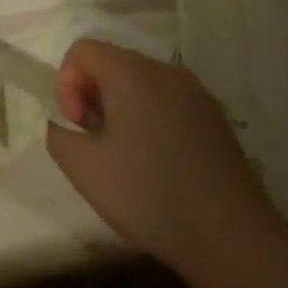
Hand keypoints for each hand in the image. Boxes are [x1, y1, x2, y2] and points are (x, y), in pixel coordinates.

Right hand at [48, 41, 287, 276]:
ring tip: (126, 157)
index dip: (67, 84)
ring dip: (121, 110)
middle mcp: (166, 71)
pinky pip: (167, 102)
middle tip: (97, 145)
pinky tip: (158, 164)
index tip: (78, 126)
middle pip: (113, 64)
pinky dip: (150, 120)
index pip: (82, 50)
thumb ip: (57, 133)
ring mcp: (196, 93)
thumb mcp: (83, 168)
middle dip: (93, 98)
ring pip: (141, 84)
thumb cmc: (149, 195)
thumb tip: (64, 122)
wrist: (230, 237)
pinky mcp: (214, 117)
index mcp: (132, 73)